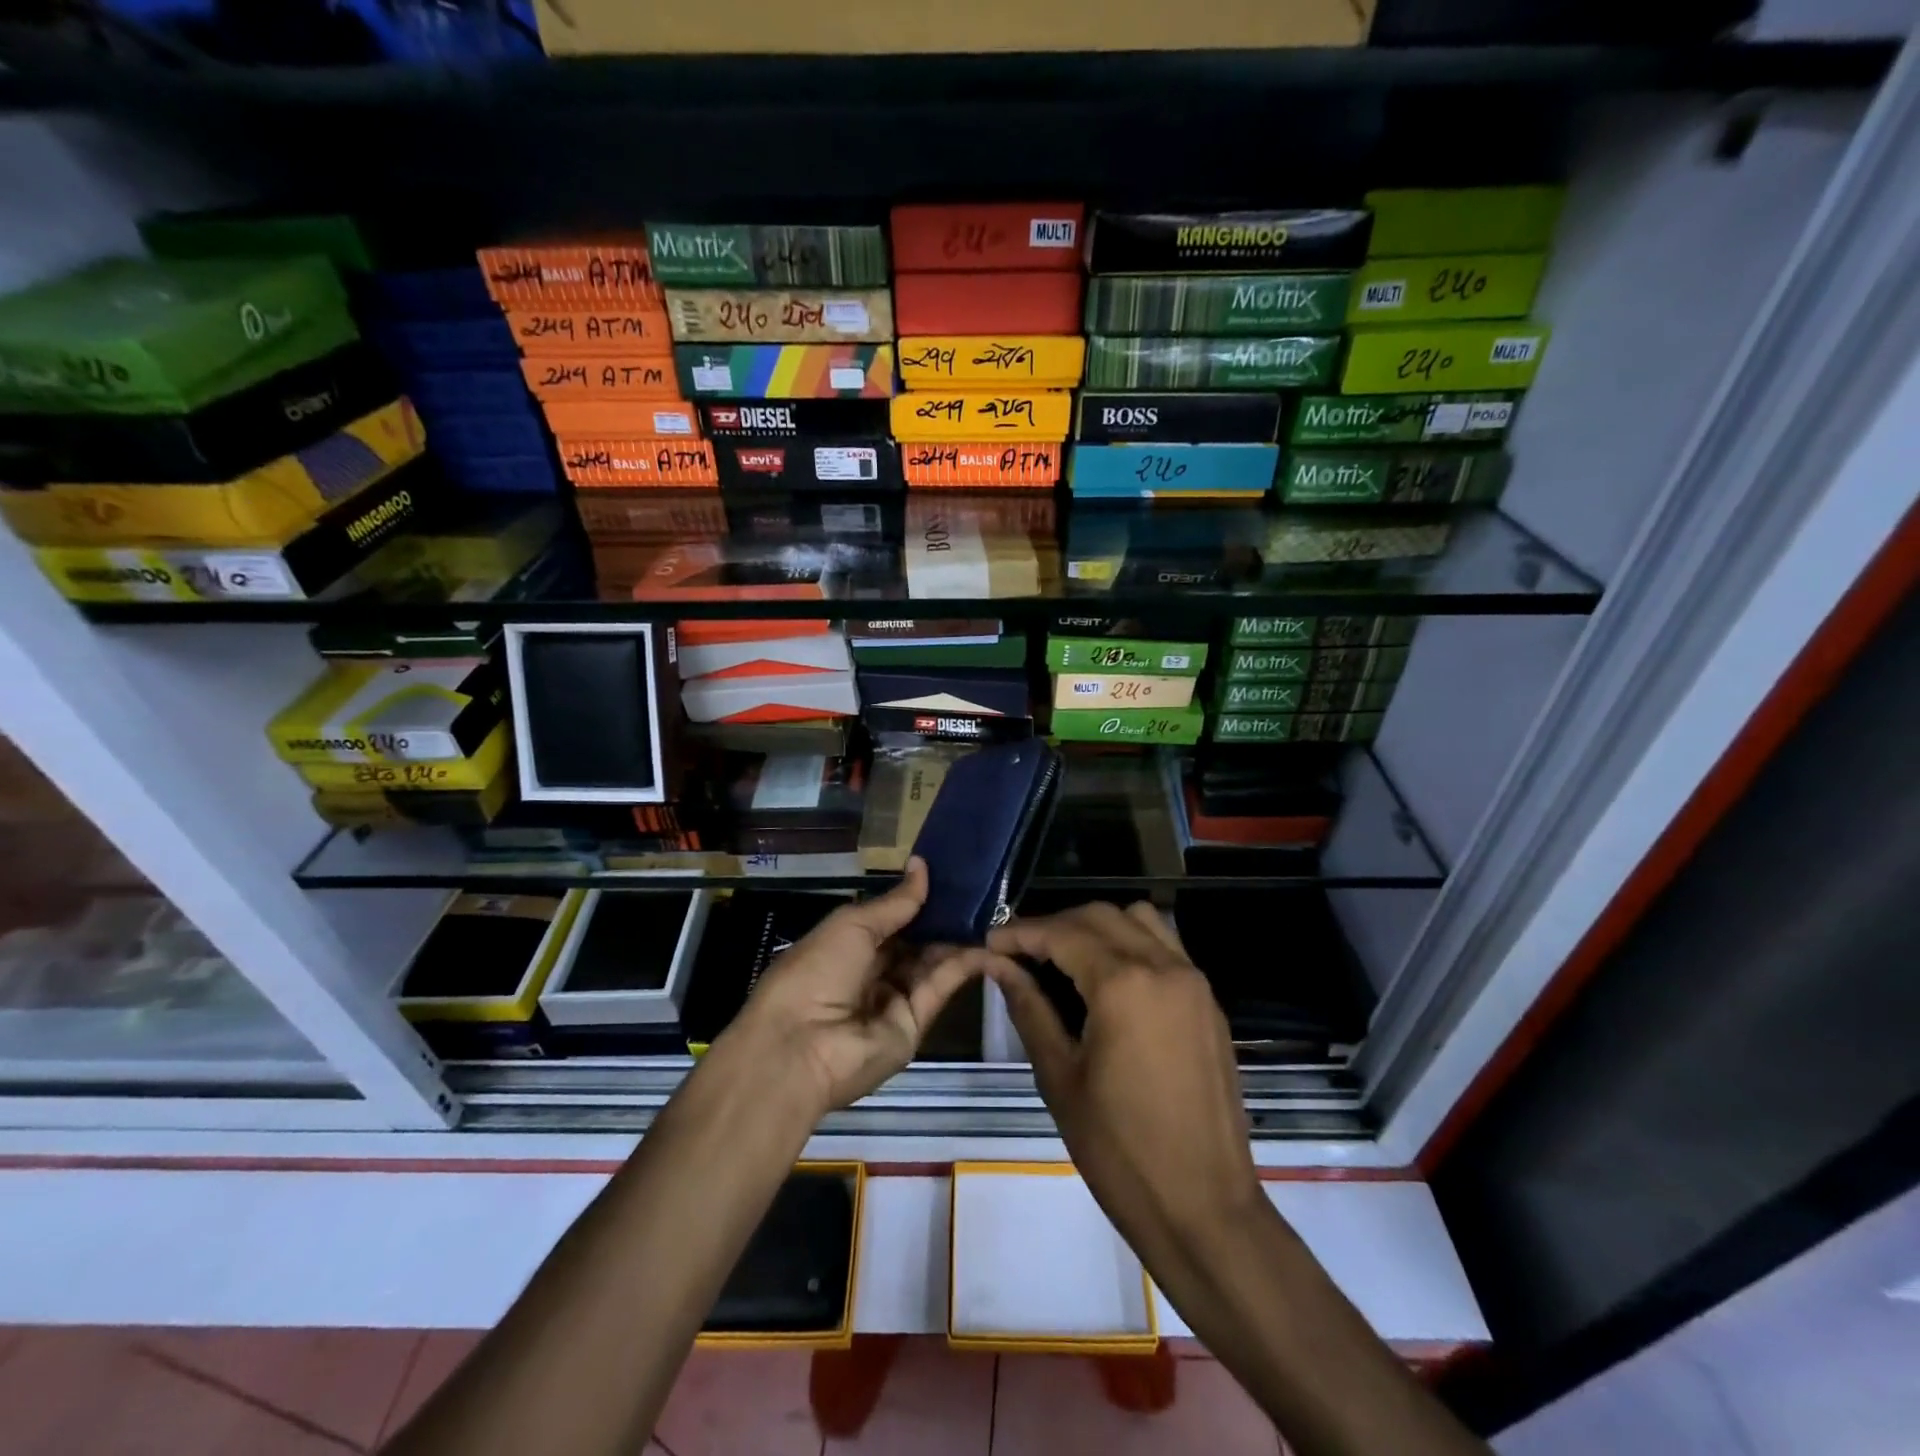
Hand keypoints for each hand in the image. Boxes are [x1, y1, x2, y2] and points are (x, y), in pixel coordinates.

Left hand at [726, 858, 993, 1114]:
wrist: (801, 1047)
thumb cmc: (816, 971)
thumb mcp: (851, 925)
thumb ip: (894, 902)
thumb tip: (922, 865)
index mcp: (845, 946)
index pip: (888, 920)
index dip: (915, 900)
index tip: (948, 875)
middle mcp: (870, 972)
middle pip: (912, 942)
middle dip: (940, 918)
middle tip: (977, 890)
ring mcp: (893, 1000)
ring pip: (930, 963)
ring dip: (956, 938)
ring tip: (989, 910)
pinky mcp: (915, 1024)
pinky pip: (940, 988)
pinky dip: (963, 965)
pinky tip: (987, 942)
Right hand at [986, 902, 1264, 1253]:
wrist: (1204, 1209)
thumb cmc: (1119, 1150)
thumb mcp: (1060, 1077)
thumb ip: (1029, 1008)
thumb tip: (999, 965)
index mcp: (1123, 984)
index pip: (1062, 933)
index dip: (1021, 932)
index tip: (990, 941)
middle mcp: (1163, 966)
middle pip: (1101, 916)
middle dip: (1056, 924)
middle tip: (1020, 952)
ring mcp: (1193, 981)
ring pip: (1138, 920)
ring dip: (1097, 926)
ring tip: (1064, 959)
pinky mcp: (1208, 1002)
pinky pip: (1165, 947)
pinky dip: (1131, 943)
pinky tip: (1107, 979)